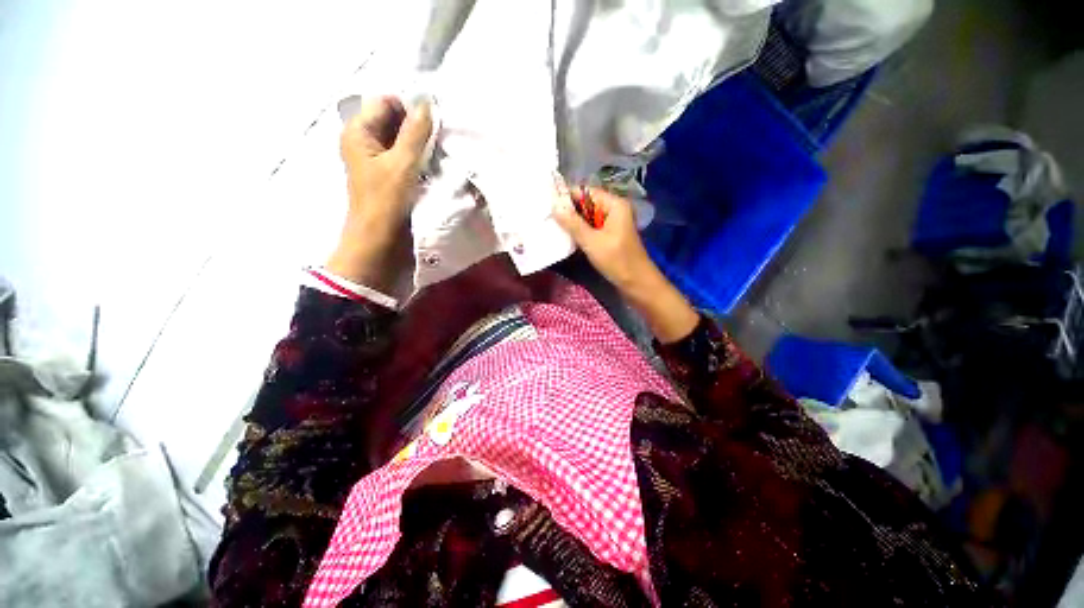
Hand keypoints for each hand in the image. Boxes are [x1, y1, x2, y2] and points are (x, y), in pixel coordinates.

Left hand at [326, 96, 431, 289]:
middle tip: (436, 141)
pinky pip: (403, 156)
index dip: (409, 108)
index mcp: (358, 131)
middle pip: (392, 119)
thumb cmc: (387, 201)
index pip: (385, 102)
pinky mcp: (387, 175)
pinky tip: (430, 166)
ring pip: (400, 139)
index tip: (432, 124)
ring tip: (436, 155)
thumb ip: (415, 132)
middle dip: (415, 126)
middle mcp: (364, 141)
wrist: (379, 239)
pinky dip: (417, 157)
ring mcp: (375, 159)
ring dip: (418, 144)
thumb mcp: (402, 163)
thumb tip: (426, 102)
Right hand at [551, 185, 654, 291]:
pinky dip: (580, 231)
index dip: (568, 196)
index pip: (587, 192)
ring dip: (573, 222)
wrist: (636, 283)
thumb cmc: (616, 260)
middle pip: (587, 204)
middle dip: (569, 210)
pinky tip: (566, 236)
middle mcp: (614, 210)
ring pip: (588, 217)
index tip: (548, 203)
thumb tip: (554, 206)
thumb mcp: (592, 241)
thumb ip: (573, 223)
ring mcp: (612, 223)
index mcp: (615, 204)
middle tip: (547, 216)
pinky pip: (592, 228)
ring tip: (552, 224)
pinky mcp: (609, 236)